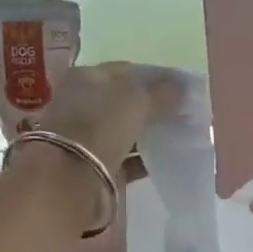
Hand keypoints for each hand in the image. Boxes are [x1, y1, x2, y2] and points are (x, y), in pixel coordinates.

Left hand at [11, 64, 180, 228]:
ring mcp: (87, 138)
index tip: (180, 89)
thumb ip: (161, 93)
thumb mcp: (135, 101)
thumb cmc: (99, 126)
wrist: (69, 179)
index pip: (125, 72)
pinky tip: (166, 159)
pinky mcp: (96, 166)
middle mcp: (82, 104)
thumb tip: (180, 87)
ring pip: (125, 131)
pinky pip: (126, 159)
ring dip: (148, 134)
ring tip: (179, 135)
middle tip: (183, 113)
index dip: (153, 78)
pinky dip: (144, 159)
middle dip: (152, 107)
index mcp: (86, 78)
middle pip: (124, 103)